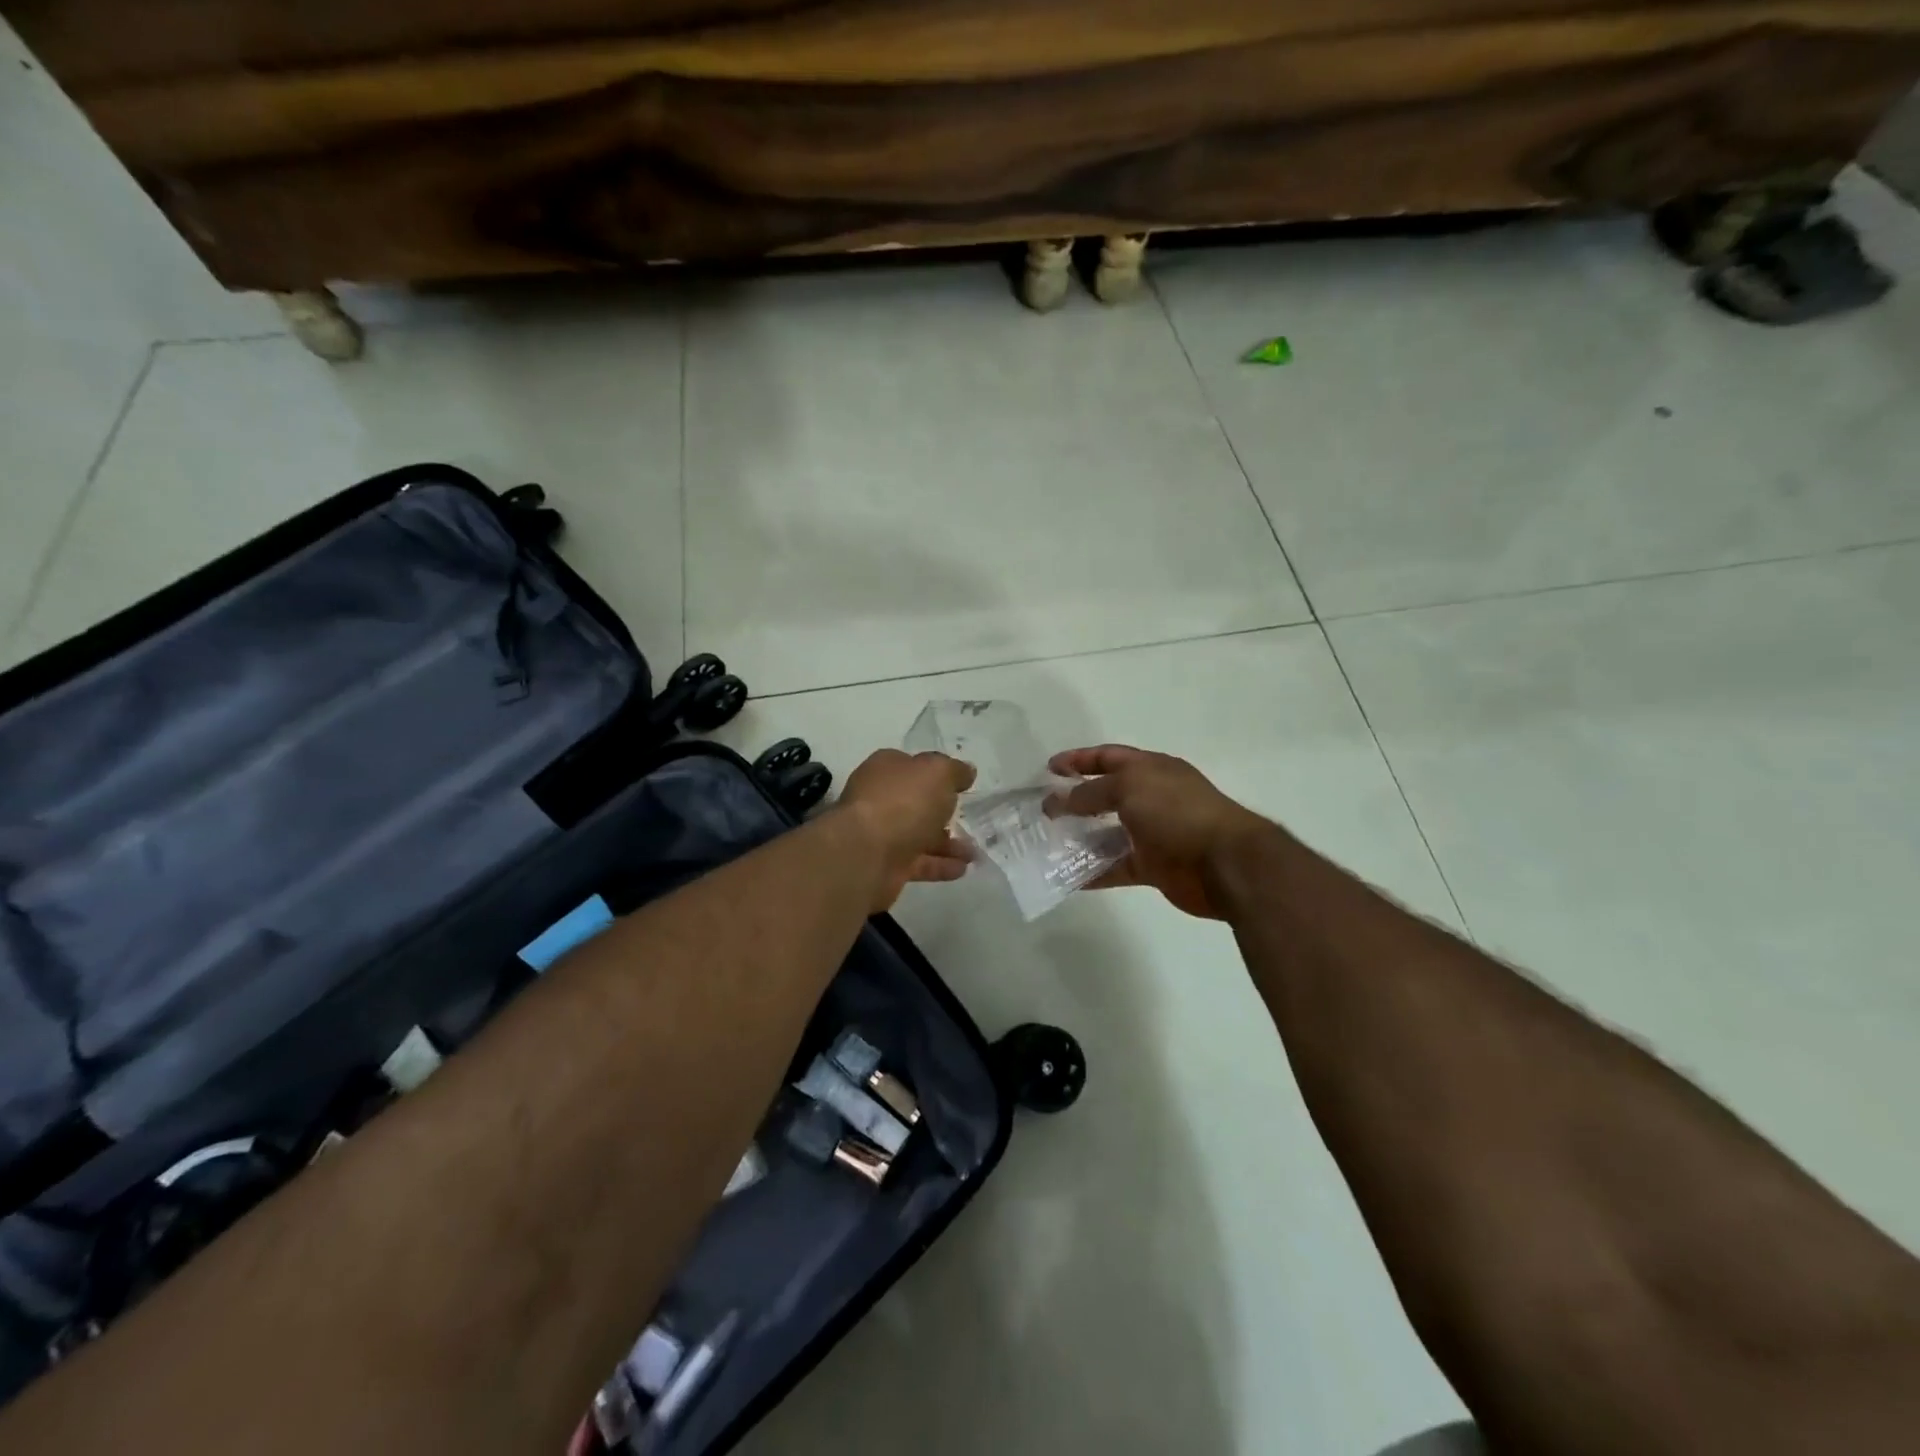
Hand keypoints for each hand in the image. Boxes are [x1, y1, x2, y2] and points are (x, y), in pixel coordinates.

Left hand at [836, 749, 976, 910]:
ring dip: (947, 843)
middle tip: (970, 818)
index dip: (936, 773)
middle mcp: (880, 799)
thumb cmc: (902, 802)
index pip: (912, 766)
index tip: (961, 784)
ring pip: (919, 835)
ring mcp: (881, 834)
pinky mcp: (886, 866)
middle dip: (942, 811)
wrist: (866, 855)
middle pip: (915, 802)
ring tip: (974, 852)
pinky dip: (940, 865)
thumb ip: (954, 770)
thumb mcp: (937, 773)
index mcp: (886, 769)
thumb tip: (966, 771)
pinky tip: (963, 869)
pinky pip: (919, 862)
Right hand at [1046, 745, 1269, 918]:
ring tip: (1048, 843)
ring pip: (1108, 833)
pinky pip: (1116, 867)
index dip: (1079, 760)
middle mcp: (1152, 798)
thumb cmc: (1177, 812)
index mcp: (1151, 769)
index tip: (1049, 769)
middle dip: (1075, 800)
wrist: (1225, 862)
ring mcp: (1153, 833)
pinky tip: (1067, 877)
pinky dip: (1093, 872)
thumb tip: (1061, 800)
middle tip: (1043, 810)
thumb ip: (1091, 792)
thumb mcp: (1130, 788)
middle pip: (1106, 795)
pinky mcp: (1153, 866)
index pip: (1109, 757)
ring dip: (1081, 838)